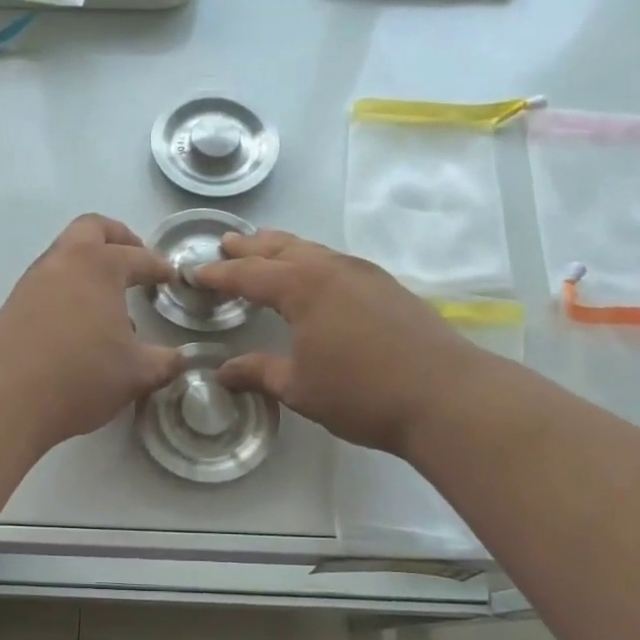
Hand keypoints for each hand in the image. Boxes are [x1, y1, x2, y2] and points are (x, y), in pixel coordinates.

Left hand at [0, 215, 182, 447]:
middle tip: (135, 260)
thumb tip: (179, 359)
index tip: (171, 276)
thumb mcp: (136, 373)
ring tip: (110, 304)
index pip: (138, 257)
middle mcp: (64, 262)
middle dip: (118, 238)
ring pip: (66, 256)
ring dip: (90, 268)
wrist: (6, 396)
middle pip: (92, 229)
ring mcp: (34, 281)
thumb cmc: (81, 375)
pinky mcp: (14, 305)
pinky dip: (70, 290)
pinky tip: (81, 326)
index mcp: (100, 266)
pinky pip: (50, 283)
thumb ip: (163, 362)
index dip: (158, 266)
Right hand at [192, 230, 469, 455]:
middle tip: (226, 243)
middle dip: (251, 247)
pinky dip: (313, 262)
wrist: (446, 396)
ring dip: (284, 249)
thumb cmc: (362, 393)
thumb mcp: (299, 387)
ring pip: (314, 251)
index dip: (219, 274)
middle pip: (282, 249)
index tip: (194, 272)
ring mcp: (365, 275)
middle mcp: (332, 269)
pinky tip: (316, 277)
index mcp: (303, 288)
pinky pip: (337, 262)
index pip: (249, 274)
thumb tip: (222, 372)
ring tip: (266, 249)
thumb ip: (259, 372)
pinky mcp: (388, 288)